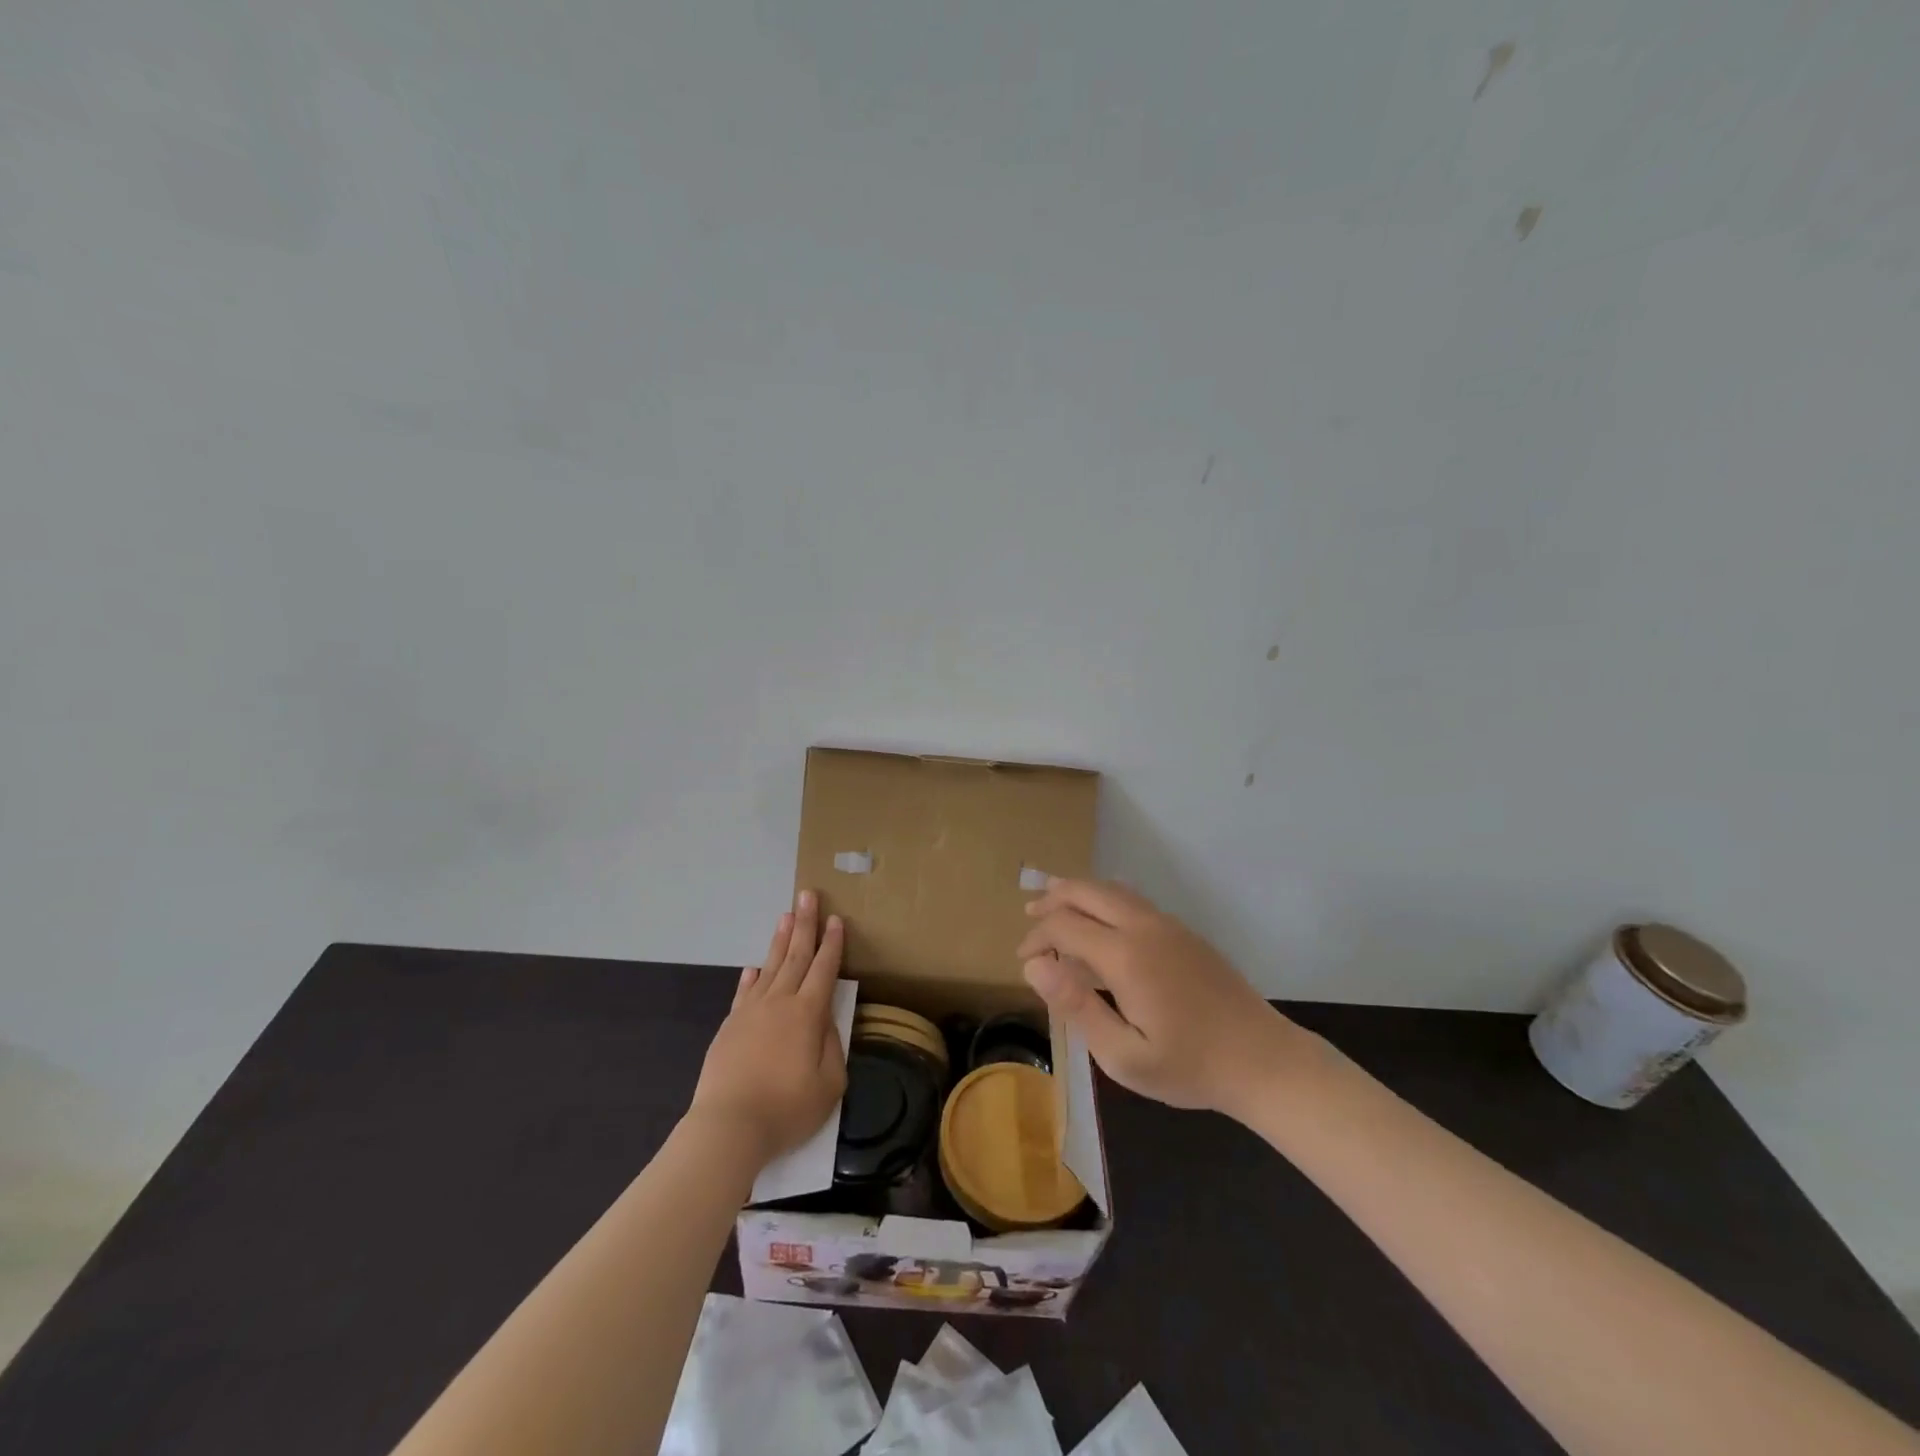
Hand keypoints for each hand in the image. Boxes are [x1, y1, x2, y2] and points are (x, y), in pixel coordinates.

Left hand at [688, 891, 847, 1167]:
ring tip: (786, 916)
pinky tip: (754, 968)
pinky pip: (744, 992)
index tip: (836, 919)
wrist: (729, 1126)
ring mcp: (751, 1012)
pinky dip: (751, 977)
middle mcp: (780, 1002)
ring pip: (769, 967)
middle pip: (795, 955)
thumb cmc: (787, 1108)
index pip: (824, 969)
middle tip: (808, 895)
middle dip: (805, 924)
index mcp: (808, 1014)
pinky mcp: (730, 1026)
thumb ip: (832, 1046)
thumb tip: (825, 1021)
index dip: (832, 944)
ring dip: (780, 940)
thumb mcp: (829, 1084)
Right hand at [1016, 878, 1309, 1120]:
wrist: (1264, 1060)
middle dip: (1054, 900)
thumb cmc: (1189, 1066)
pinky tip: (1100, 921)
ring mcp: (1169, 926)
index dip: (1037, 938)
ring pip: (1113, 890)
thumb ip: (1077, 1006)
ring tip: (1055, 903)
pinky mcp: (1185, 933)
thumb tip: (1035, 966)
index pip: (1065, 926)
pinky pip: (1133, 901)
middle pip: (1089, 892)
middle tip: (1030, 915)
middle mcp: (1144, 927)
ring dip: (1080, 893)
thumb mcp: (1124, 1056)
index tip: (1024, 961)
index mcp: (1126, 955)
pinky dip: (1104, 900)